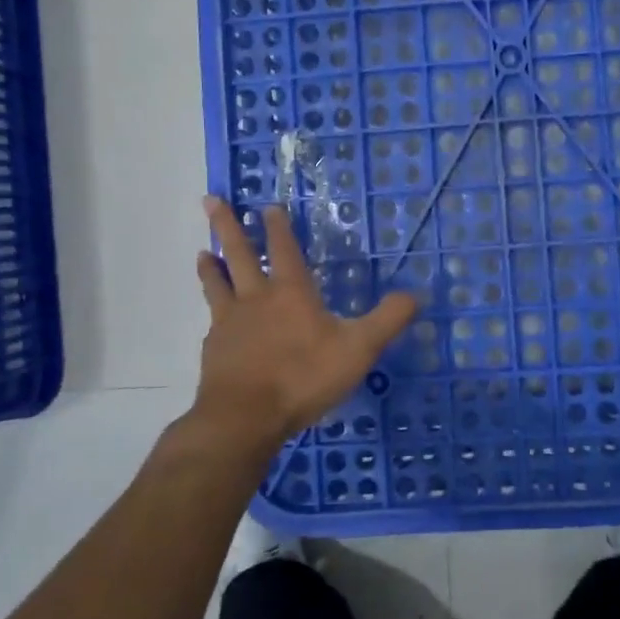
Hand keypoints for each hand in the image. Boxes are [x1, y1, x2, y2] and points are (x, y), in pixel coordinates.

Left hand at [191, 197, 417, 449]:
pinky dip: (213, 312)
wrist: (245, 417)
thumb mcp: (358, 349)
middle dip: (227, 226)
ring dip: (212, 266)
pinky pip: (213, 322)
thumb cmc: (303, 377)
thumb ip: (388, 320)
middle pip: (240, 254)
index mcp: (291, 292)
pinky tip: (214, 320)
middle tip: (211, 201)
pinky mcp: (214, 350)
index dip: (278, 227)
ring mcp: (230, 323)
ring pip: (217, 284)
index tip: (268, 206)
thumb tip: (416, 294)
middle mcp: (256, 299)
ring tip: (203, 252)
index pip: (284, 250)